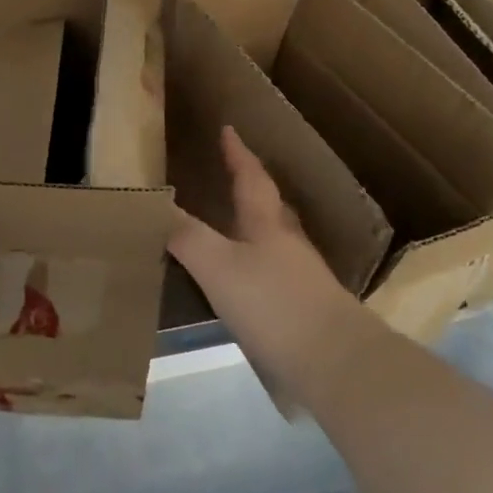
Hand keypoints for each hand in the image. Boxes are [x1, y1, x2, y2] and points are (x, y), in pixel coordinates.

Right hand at [169, 127, 378, 402]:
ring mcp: (301, 280)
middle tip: (228, 176)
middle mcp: (287, 245)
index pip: (251, 178)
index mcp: (267, 225)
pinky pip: (273, 276)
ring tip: (228, 229)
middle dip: (249, 189)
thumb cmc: (274, 304)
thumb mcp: (218, 266)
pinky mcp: (304, 313)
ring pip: (273, 242)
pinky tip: (242, 285)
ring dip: (252, 230)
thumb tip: (157, 206)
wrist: (335, 363)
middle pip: (268, 207)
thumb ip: (186, 236)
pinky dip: (255, 269)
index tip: (229, 129)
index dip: (238, 154)